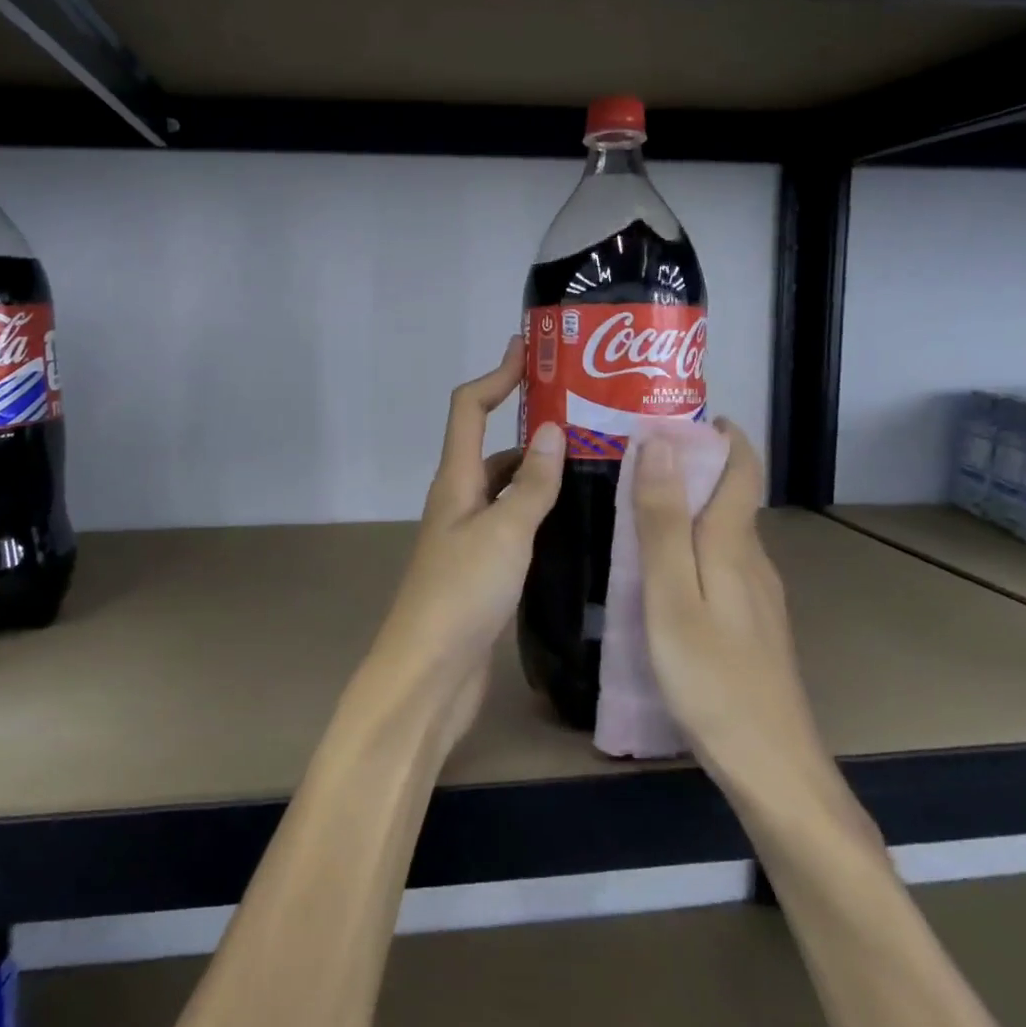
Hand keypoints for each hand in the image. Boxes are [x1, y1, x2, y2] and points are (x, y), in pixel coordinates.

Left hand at [367, 337, 564, 739]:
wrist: (429, 675)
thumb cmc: (461, 595)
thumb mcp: (503, 533)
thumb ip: (530, 484)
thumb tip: (551, 428)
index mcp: (456, 481)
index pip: (469, 408)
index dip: (497, 375)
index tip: (531, 351)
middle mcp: (460, 499)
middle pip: (491, 443)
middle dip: (529, 420)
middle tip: (586, 412)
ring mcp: (470, 535)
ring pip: (507, 485)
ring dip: (540, 467)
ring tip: (596, 459)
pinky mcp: (484, 567)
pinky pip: (515, 521)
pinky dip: (541, 508)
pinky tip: (577, 516)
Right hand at [632, 421, 836, 815]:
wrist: (771, 767)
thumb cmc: (711, 677)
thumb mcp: (671, 594)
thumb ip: (663, 520)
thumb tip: (661, 444)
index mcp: (734, 544)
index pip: (740, 468)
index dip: (719, 434)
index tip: (677, 412)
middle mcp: (752, 560)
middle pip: (730, 495)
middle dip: (692, 464)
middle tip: (633, 454)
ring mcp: (757, 596)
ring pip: (723, 531)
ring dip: (688, 504)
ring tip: (636, 503)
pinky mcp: (750, 625)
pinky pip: (719, 563)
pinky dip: (691, 544)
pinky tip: (660, 567)